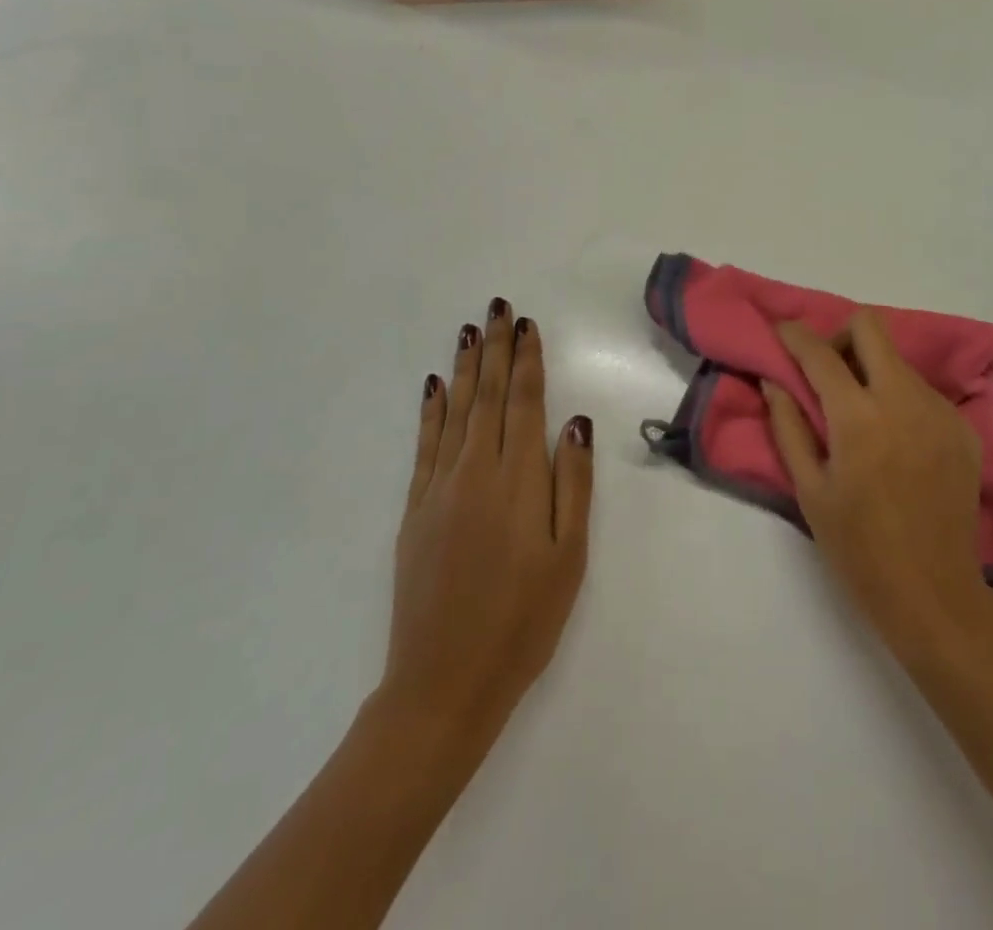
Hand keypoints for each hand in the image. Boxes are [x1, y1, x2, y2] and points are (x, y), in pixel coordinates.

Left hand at [379, 299, 593, 747]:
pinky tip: (434, 387)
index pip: (523, 403)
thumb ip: (573, 484)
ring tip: (469, 330)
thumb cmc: (524, 620)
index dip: (526, 361)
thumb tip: (576, 422)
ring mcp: (439, 490)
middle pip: (487, 396)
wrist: (444, 683)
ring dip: (463, 368)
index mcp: (518, 480)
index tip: (527, 325)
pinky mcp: (415, 512)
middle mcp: (475, 472)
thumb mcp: (569, 556)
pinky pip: (424, 446)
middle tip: (497, 308)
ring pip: (454, 412)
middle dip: (494, 348)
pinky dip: (431, 412)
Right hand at [764, 311, 992, 660]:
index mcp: (859, 417)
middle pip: (869, 327)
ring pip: (898, 360)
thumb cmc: (858, 547)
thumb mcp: (809, 490)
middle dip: (840, 336)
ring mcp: (940, 410)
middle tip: (826, 370)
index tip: (781, 332)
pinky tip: (895, 440)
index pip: (820, 353)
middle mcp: (904, 398)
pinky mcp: (963, 427)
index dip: (794, 335)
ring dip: (871, 370)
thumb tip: (775, 380)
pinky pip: (923, 391)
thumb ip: (788, 426)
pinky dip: (899, 398)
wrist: (934, 592)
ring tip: (861, 414)